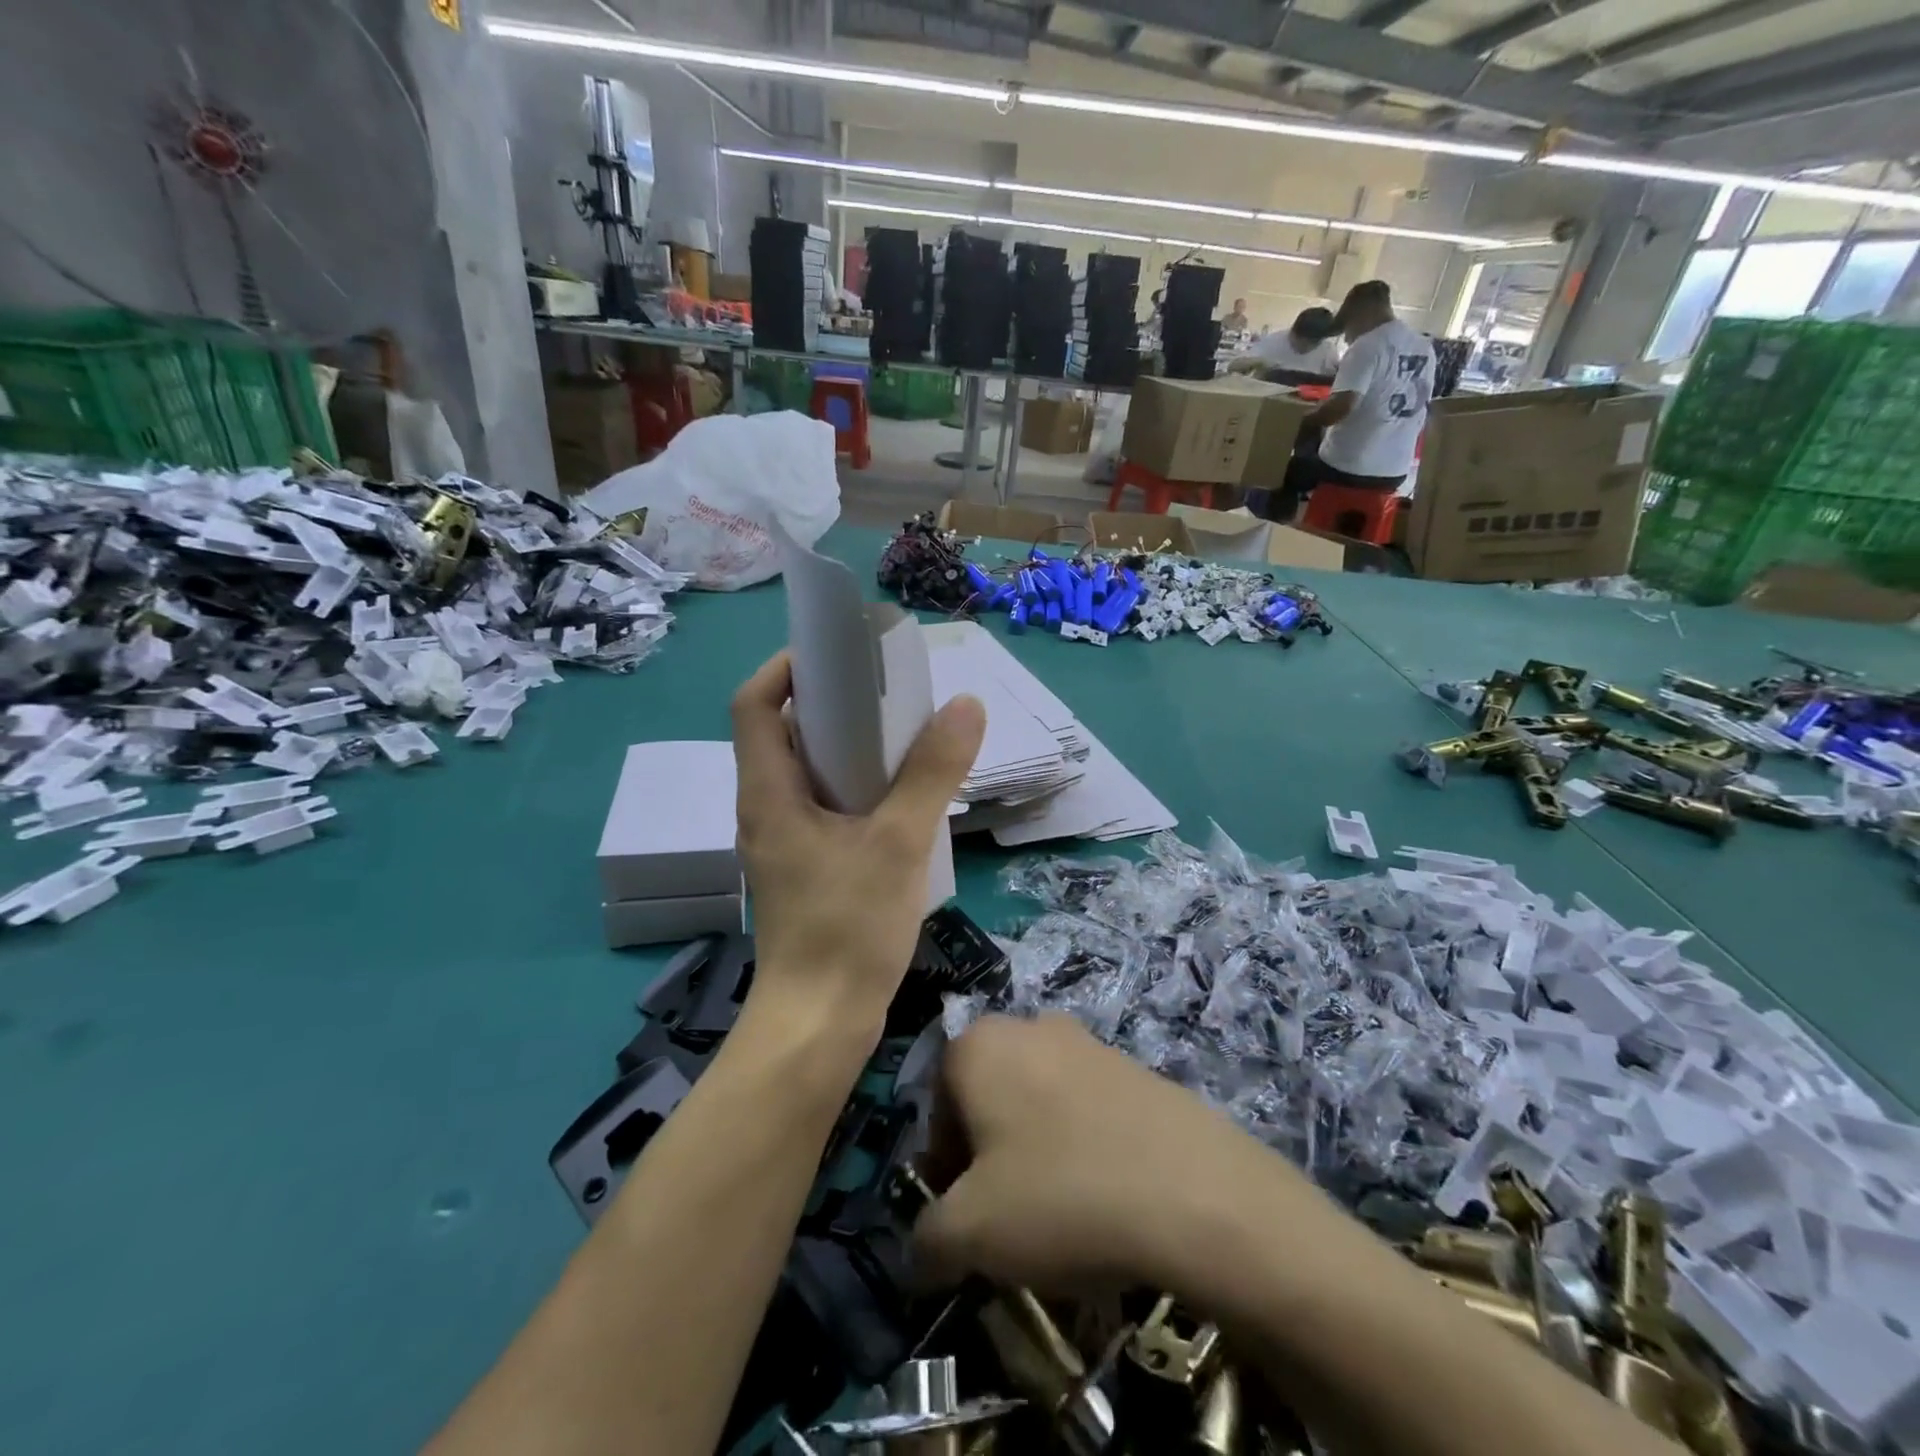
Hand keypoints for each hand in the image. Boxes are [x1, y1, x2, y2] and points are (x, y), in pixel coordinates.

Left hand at [731, 652, 984, 1031]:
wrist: (820, 1024)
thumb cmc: (848, 929)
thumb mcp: (899, 842)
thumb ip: (932, 772)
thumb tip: (965, 704)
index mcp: (769, 793)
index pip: (754, 705)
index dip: (786, 668)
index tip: (836, 654)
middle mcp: (765, 809)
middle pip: (783, 734)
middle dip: (830, 703)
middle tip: (884, 692)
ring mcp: (782, 842)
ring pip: (807, 773)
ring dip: (847, 747)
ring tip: (900, 735)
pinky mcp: (803, 868)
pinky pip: (823, 806)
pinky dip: (855, 786)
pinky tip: (899, 796)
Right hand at [913, 1016, 1290, 1292]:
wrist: (1194, 1192)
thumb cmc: (1061, 1197)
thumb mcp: (970, 1235)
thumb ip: (925, 1239)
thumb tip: (921, 1251)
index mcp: (978, 1044)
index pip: (935, 1106)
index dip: (943, 1167)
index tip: (965, 1216)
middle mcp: (1028, 1026)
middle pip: (987, 1099)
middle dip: (987, 1157)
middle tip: (1009, 1217)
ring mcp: (1087, 1040)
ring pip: (1037, 1102)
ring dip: (1034, 1153)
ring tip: (1061, 1214)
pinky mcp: (1133, 1065)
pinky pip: (1085, 1108)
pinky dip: (1081, 1147)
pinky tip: (1105, 1198)